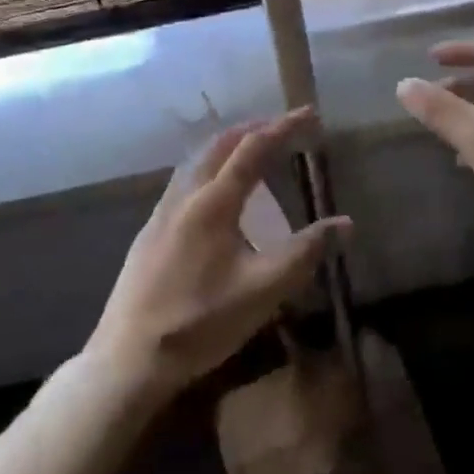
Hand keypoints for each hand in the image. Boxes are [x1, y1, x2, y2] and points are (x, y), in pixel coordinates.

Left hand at [87, 108, 348, 395]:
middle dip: (255, 128)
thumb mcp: (264, 290)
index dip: (284, 127)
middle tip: (285, 127)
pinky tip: (216, 193)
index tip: (309, 113)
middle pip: (221, 144)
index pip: (253, 148)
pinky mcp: (150, 232)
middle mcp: (185, 196)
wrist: (128, 360)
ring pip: (198, 160)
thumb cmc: (201, 322)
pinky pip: (185, 180)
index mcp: (214, 203)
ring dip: (230, 145)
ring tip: (254, 150)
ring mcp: (162, 213)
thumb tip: (345, 224)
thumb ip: (306, 252)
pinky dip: (211, 166)